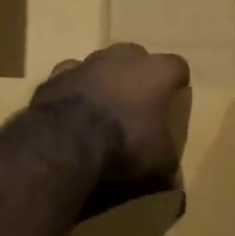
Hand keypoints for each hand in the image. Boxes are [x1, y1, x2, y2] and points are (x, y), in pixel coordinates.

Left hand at [32, 43, 190, 185]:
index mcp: (155, 72)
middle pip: (136, 55)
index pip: (176, 66)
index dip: (177, 79)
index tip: (176, 92)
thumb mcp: (158, 161)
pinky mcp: (57, 75)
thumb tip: (172, 180)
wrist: (68, 139)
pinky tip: (72, 105)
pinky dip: (73, 87)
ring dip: (104, 77)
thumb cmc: (125, 143)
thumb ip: (167, 162)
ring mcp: (87, 63)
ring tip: (104, 101)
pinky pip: (70, 75)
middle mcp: (122, 58)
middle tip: (138, 97)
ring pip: (100, 61)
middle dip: (138, 72)